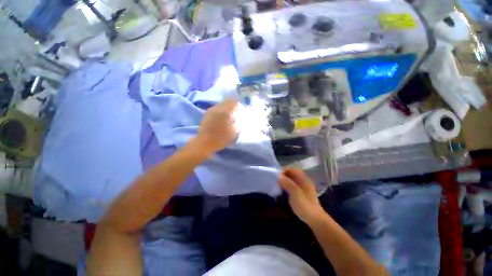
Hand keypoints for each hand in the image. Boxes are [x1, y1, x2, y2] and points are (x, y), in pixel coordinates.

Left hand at [197, 99, 238, 153]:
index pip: (234, 102)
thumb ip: (239, 123)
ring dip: (226, 106)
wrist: (204, 142)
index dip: (239, 105)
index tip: (241, 110)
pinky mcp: (207, 113)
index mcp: (225, 112)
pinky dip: (221, 109)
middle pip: (227, 100)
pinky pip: (216, 107)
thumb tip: (241, 118)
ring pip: (221, 103)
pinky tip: (222, 116)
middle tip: (236, 111)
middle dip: (233, 104)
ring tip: (229, 114)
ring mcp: (211, 110)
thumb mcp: (234, 132)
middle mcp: (218, 108)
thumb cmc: (220, 138)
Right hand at [279, 168, 325, 223]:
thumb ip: (287, 183)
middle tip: (275, 180)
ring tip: (276, 184)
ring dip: (284, 181)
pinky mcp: (300, 193)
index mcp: (304, 178)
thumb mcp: (295, 193)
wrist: (314, 219)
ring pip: (291, 180)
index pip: (292, 169)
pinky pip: (292, 186)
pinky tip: (282, 189)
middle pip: (291, 174)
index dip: (284, 170)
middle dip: (283, 176)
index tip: (275, 175)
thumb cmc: (305, 205)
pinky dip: (286, 186)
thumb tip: (278, 175)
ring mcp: (302, 187)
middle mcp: (303, 180)